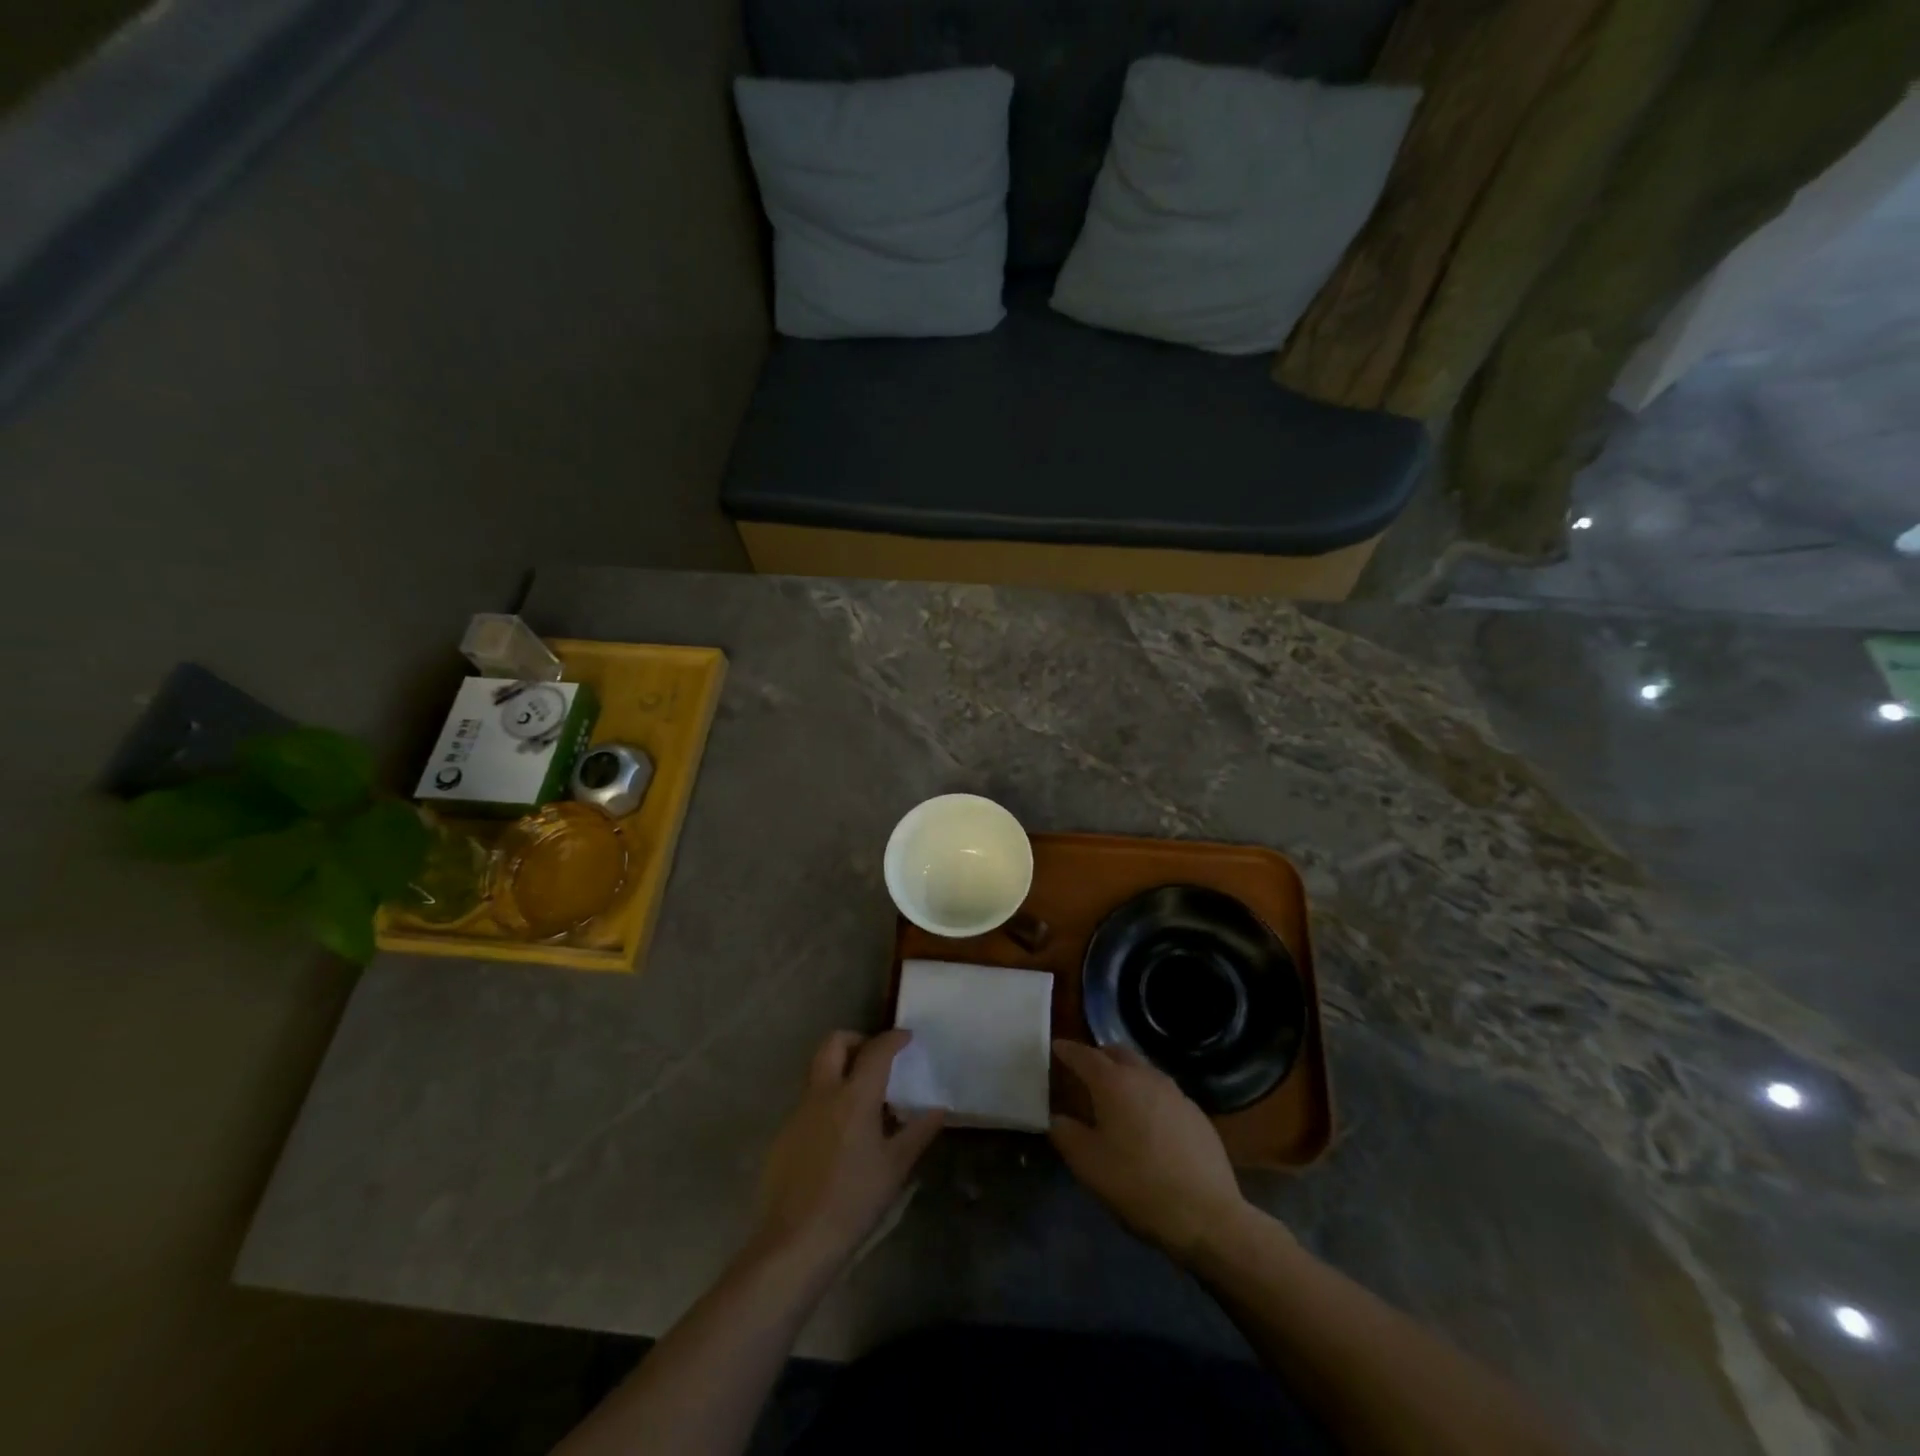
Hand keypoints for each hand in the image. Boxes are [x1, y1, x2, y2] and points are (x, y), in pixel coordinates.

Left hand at [753, 1030, 943, 1274]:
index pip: (876, 1050)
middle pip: (834, 1043)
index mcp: (854, 1096)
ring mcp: (798, 1113)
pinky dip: (826, 1103)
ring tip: (861, 1101)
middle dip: (856, 1040)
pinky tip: (839, 1136)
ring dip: (839, 1071)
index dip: (893, 1039)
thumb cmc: (854, 1201)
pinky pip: (808, 1103)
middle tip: (874, 1058)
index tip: (907, 1037)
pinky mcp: (783, 1135)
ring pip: (818, 1072)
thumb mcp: (895, 1168)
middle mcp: (823, 1094)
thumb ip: (918, 1132)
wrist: (795, 1243)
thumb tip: (939, 1109)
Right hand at [1049, 1040, 1250, 1262]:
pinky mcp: (1195, 1112)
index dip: (1067, 1050)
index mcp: (1114, 1083)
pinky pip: (1163, 1092)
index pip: (1084, 1055)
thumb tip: (1057, 1118)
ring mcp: (1174, 1092)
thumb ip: (1066, 1134)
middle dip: (1099, 1056)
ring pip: (1143, 1070)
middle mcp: (1144, 1077)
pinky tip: (1147, 1122)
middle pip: (1117, 1053)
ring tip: (1115, 1096)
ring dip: (1125, 1074)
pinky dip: (1147, 1095)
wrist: (1208, 1215)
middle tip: (1085, 1069)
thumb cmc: (1138, 1185)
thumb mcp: (1089, 1165)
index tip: (1056, 1046)